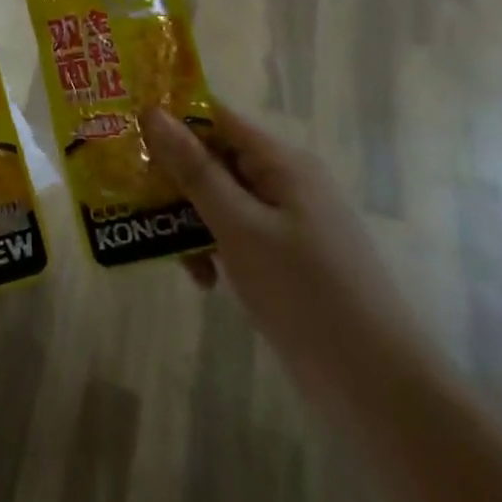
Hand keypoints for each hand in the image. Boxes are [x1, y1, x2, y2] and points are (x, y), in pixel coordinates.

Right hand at [143, 104, 426, 396]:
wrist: (378, 389)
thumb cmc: (305, 292)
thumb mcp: (239, 226)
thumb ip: (195, 169)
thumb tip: (154, 112)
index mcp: (281, 162)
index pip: (216, 117)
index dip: (170, 118)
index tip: (123, 130)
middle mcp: (284, 182)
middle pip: (214, 159)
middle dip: (173, 178)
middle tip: (129, 195)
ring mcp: (286, 223)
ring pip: (220, 200)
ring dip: (188, 219)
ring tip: (165, 251)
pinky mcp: (285, 259)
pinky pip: (236, 234)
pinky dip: (212, 248)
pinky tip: (201, 279)